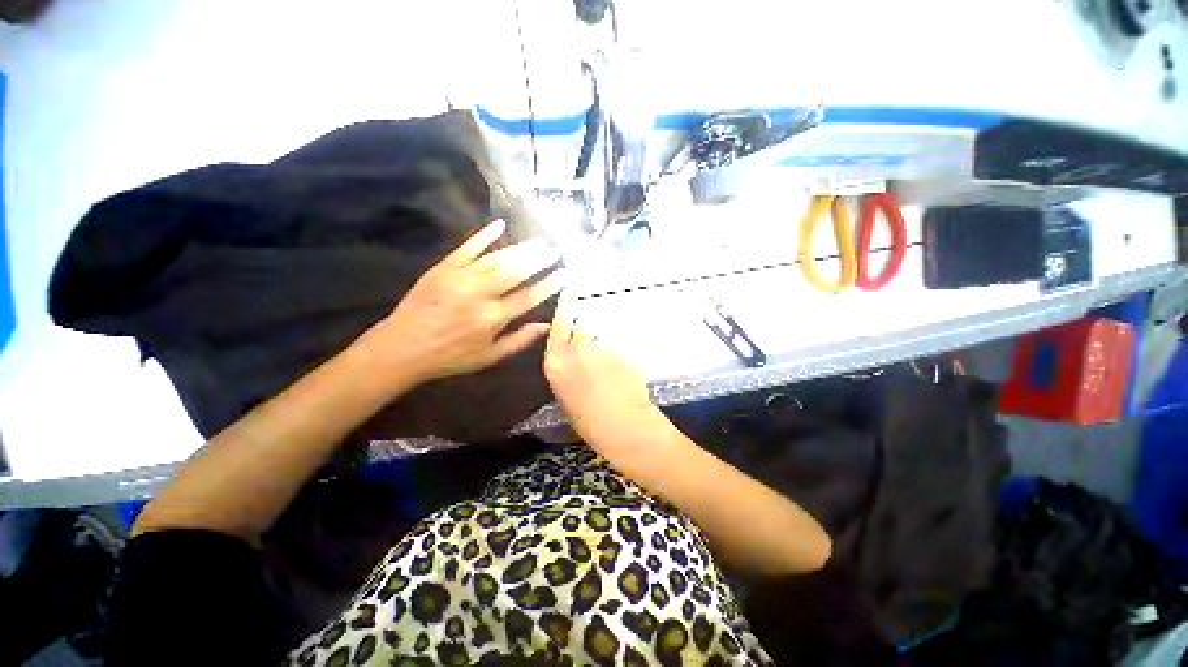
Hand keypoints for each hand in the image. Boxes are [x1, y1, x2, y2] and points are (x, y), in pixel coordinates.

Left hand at [362, 219, 562, 385]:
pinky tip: (500, 225)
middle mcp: (480, 295)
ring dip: (520, 249)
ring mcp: (460, 278)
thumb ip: (520, 340)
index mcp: (492, 319)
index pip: (528, 297)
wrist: (402, 348)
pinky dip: (483, 235)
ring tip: (538, 242)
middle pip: (515, 272)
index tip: (564, 274)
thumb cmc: (450, 356)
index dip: (549, 285)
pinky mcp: (443, 268)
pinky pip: (467, 248)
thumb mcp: (489, 357)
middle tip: (554, 249)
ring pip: (496, 258)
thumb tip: (546, 325)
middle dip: (538, 260)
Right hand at [544, 307, 667, 451]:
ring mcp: (603, 349)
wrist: (626, 426)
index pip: (557, 327)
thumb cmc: (588, 423)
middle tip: (584, 358)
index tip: (564, 306)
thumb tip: (569, 361)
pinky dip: (613, 361)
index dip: (561, 317)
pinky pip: (613, 353)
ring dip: (598, 352)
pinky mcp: (623, 353)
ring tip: (603, 373)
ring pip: (597, 343)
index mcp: (557, 363)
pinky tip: (617, 378)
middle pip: (578, 331)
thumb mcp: (565, 399)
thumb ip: (565, 372)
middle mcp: (579, 349)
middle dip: (580, 340)